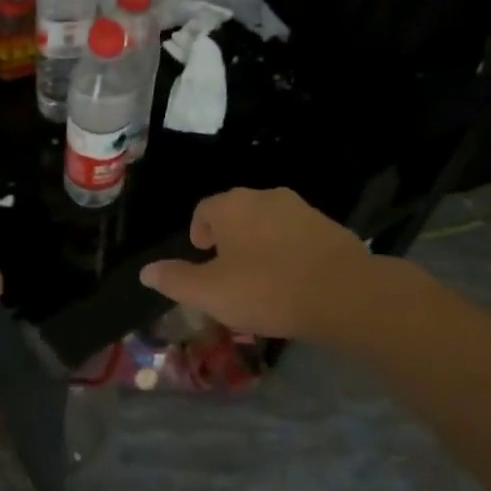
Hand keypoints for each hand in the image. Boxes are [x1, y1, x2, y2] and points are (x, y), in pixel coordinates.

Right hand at [139, 187, 370, 339]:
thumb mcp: (210, 293)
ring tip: (261, 280)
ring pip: (269, 224)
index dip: (199, 232)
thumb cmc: (266, 289)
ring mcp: (302, 209)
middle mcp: (266, 196)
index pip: (204, 210)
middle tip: (228, 272)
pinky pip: (297, 236)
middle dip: (229, 239)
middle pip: (237, 214)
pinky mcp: (329, 227)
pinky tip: (293, 281)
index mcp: (232, 205)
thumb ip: (175, 280)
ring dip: (260, 245)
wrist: (344, 294)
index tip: (202, 256)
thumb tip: (146, 272)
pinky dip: (288, 252)